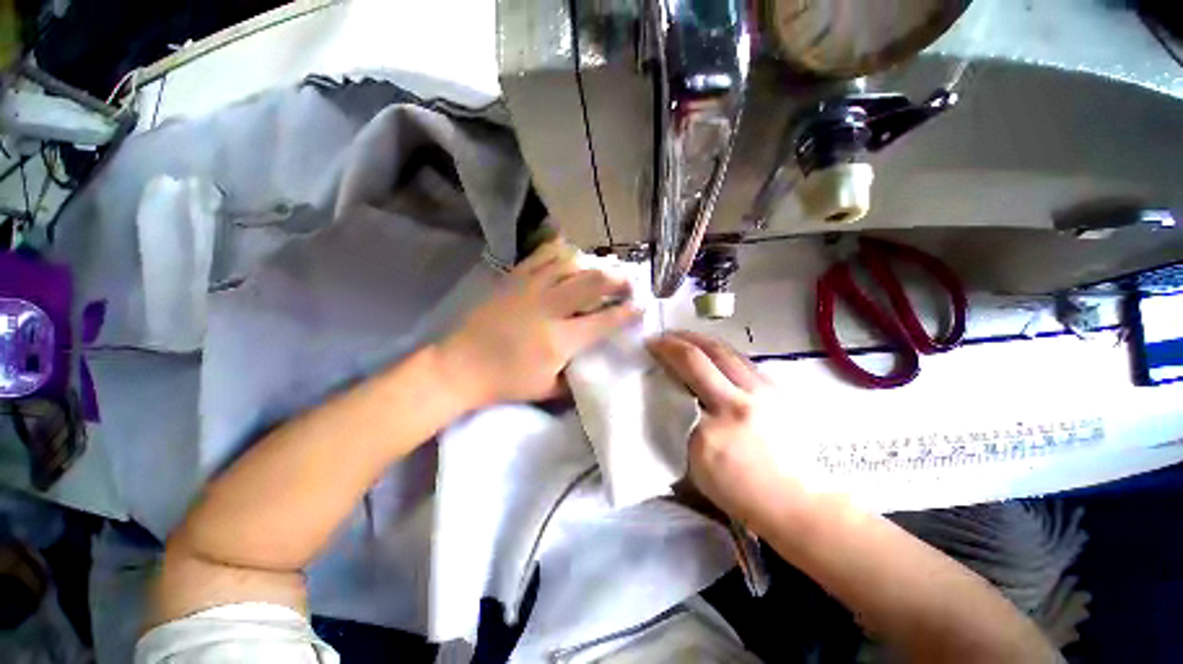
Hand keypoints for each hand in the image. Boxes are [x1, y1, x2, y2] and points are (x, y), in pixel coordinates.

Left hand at [441, 240, 639, 405]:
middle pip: (591, 283)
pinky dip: (560, 252)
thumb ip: (576, 377)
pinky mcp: (513, 279)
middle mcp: (548, 308)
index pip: (603, 322)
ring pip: (569, 263)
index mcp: (559, 340)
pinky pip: (542, 256)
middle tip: (628, 281)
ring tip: (601, 268)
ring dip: (592, 264)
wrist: (461, 366)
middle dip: (617, 279)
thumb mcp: (548, 390)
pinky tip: (571, 254)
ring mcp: (529, 289)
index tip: (642, 306)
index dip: (627, 312)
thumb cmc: (506, 382)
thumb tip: (593, 361)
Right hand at [647, 331, 797, 526]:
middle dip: (674, 341)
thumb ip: (680, 429)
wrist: (796, 500)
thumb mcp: (696, 468)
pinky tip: (710, 350)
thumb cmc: (740, 493)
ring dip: (697, 338)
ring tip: (681, 336)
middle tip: (659, 336)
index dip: (661, 361)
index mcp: (710, 433)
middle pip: (700, 358)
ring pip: (724, 352)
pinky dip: (719, 350)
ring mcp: (761, 394)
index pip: (677, 385)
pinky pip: (741, 359)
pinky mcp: (776, 390)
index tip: (647, 350)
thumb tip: (668, 397)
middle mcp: (736, 405)